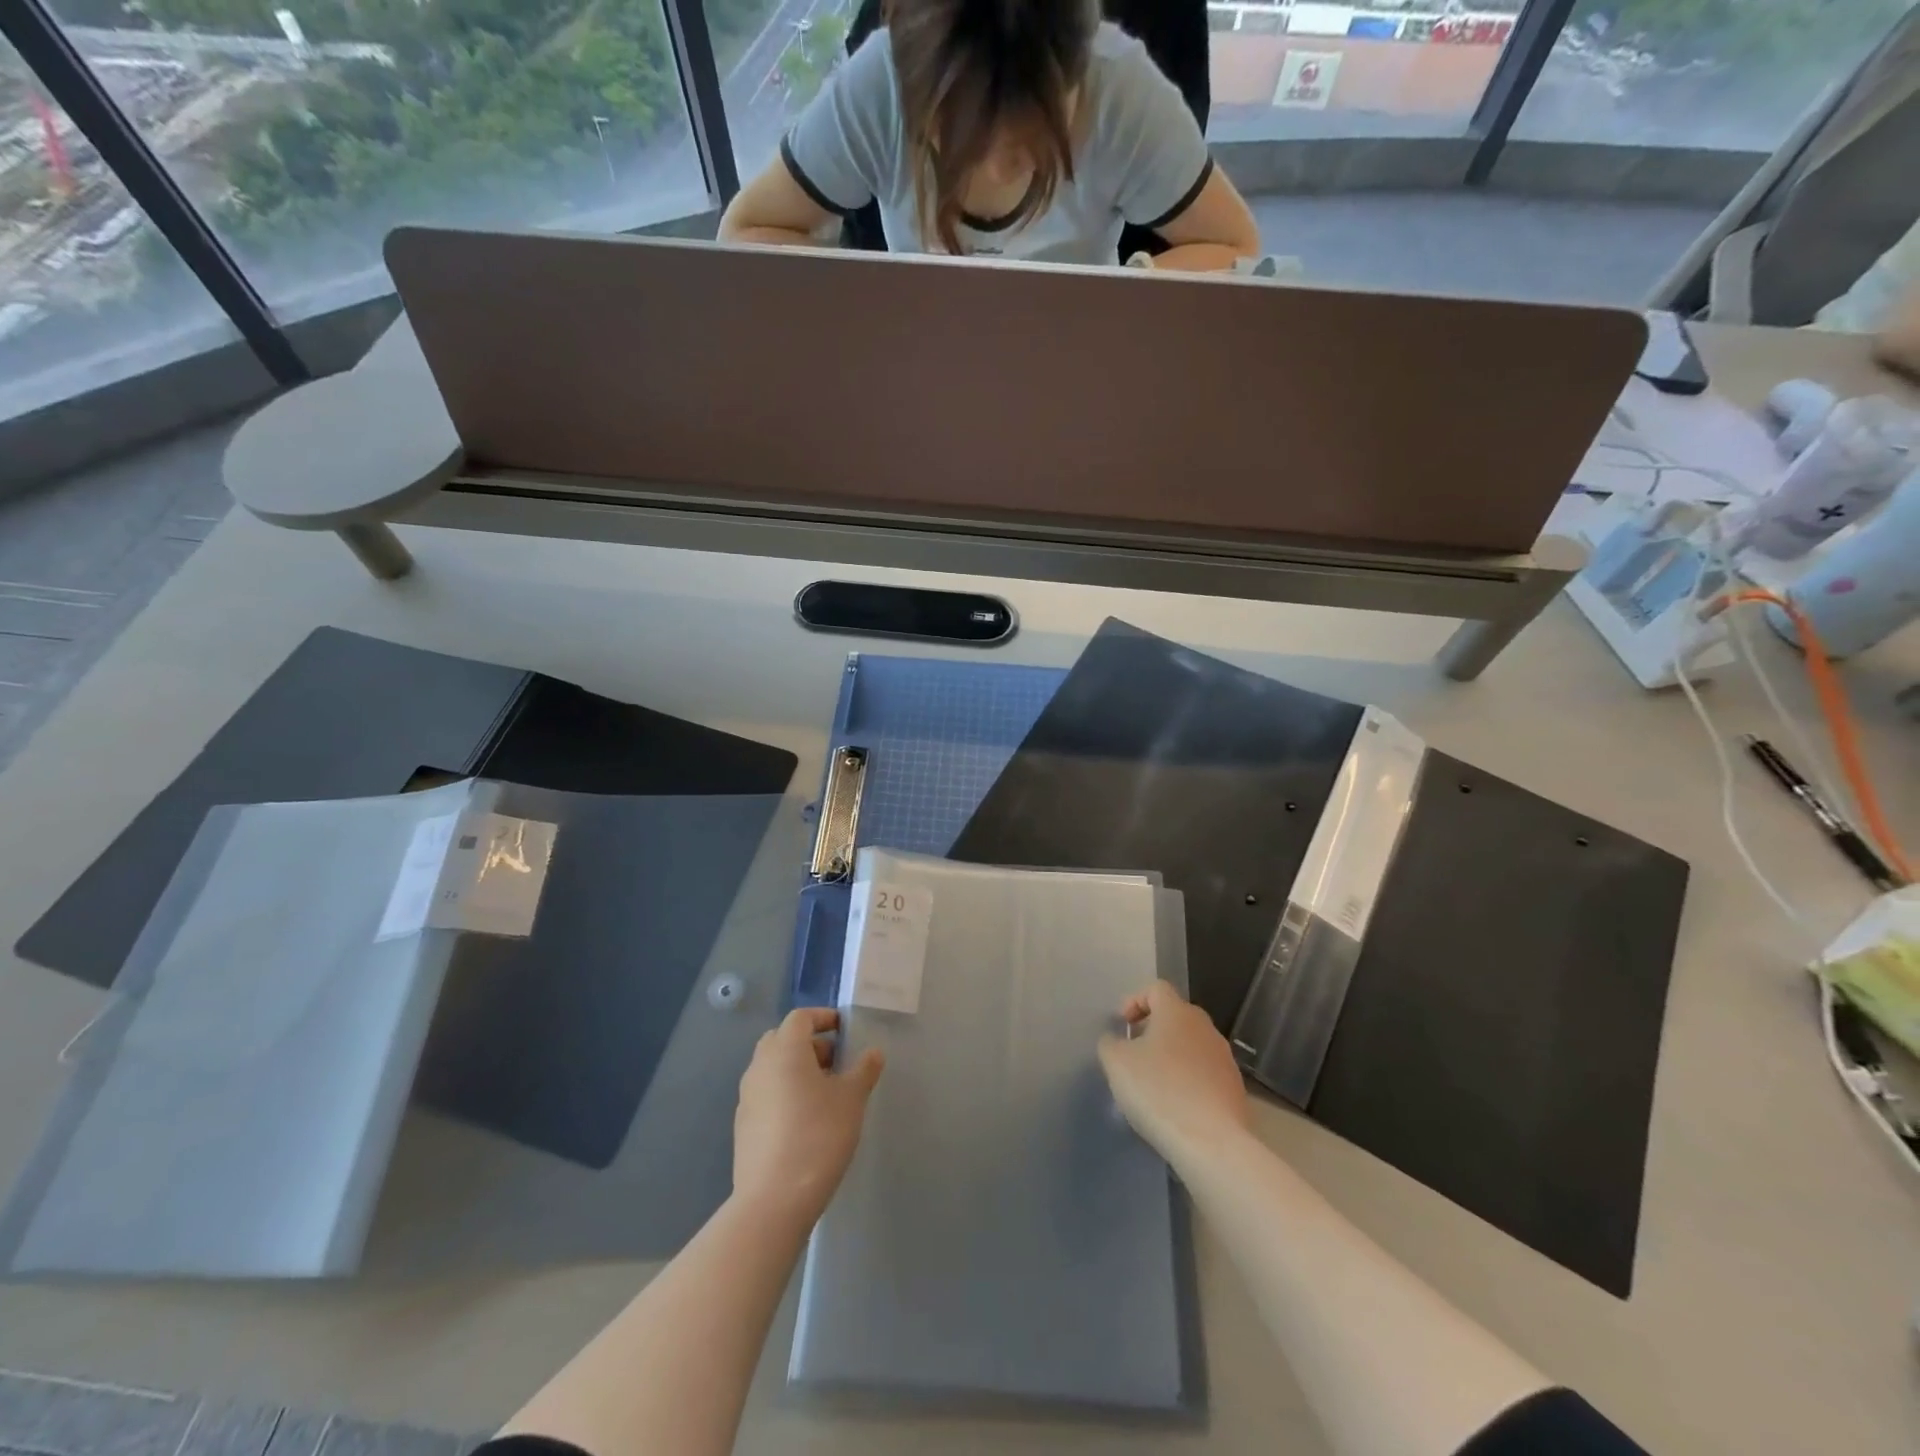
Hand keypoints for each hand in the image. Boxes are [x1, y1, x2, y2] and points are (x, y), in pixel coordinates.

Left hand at [733, 1007, 883, 1227]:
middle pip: (782, 1040)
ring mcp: (747, 1097)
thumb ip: (864, 1070)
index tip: (844, 1029)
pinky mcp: (743, 1126)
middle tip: (836, 1062)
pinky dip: (785, 1093)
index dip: (823, 1018)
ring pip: (773, 1068)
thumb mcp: (852, 1099)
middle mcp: (760, 1067)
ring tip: (825, 1093)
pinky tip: (805, 1120)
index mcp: (784, 1050)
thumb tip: (873, 1052)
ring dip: (796, 1069)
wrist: (774, 1200)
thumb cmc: (818, 1135)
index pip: (801, 1018)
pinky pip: (766, 1094)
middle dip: (809, 1044)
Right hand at [1098, 980, 1249, 1164]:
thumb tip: (1116, 1041)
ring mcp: (1224, 1058)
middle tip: (1134, 1054)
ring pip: (1192, 1045)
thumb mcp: (1116, 1063)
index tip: (1122, 1026)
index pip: (1156, 988)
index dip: (1135, 1001)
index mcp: (1177, 1012)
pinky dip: (1189, 1081)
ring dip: (1172, 1056)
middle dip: (1153, 1030)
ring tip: (1154, 1084)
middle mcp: (1204, 1027)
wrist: (1211, 1142)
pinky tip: (1176, 1106)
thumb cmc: (1158, 1091)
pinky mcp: (1235, 1089)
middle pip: (1176, 1016)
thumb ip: (1110, 1043)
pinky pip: (1205, 1073)